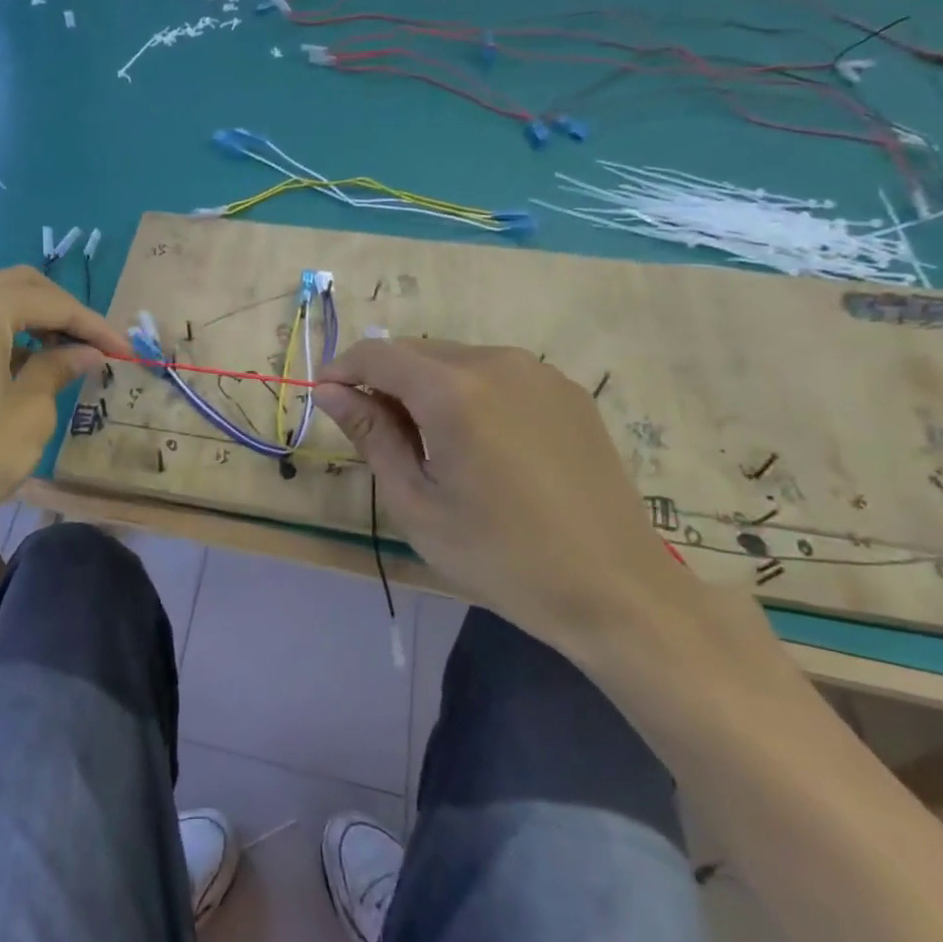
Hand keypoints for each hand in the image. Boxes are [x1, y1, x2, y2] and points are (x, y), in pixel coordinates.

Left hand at [0, 266, 128, 547]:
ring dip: (35, 321)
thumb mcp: (29, 413)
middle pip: (21, 287)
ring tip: (69, 355)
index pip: (51, 302)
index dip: (93, 325)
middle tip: (96, 346)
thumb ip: (59, 368)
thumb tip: (88, 352)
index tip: (126, 350)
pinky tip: (29, 362)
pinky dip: (5, 333)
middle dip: (64, 313)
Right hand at [315, 339, 710, 661]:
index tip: (326, 401)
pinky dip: (467, 392)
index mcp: (454, 390)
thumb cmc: (499, 555)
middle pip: (416, 351)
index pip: (377, 353)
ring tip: (428, 443)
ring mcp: (539, 373)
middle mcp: (497, 362)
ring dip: (424, 386)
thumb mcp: (416, 502)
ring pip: (455, 359)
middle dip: (383, 380)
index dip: (342, 370)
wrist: (616, 590)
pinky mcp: (567, 391)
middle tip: (375, 434)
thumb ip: (370, 434)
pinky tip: (477, 443)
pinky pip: (496, 374)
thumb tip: (328, 391)